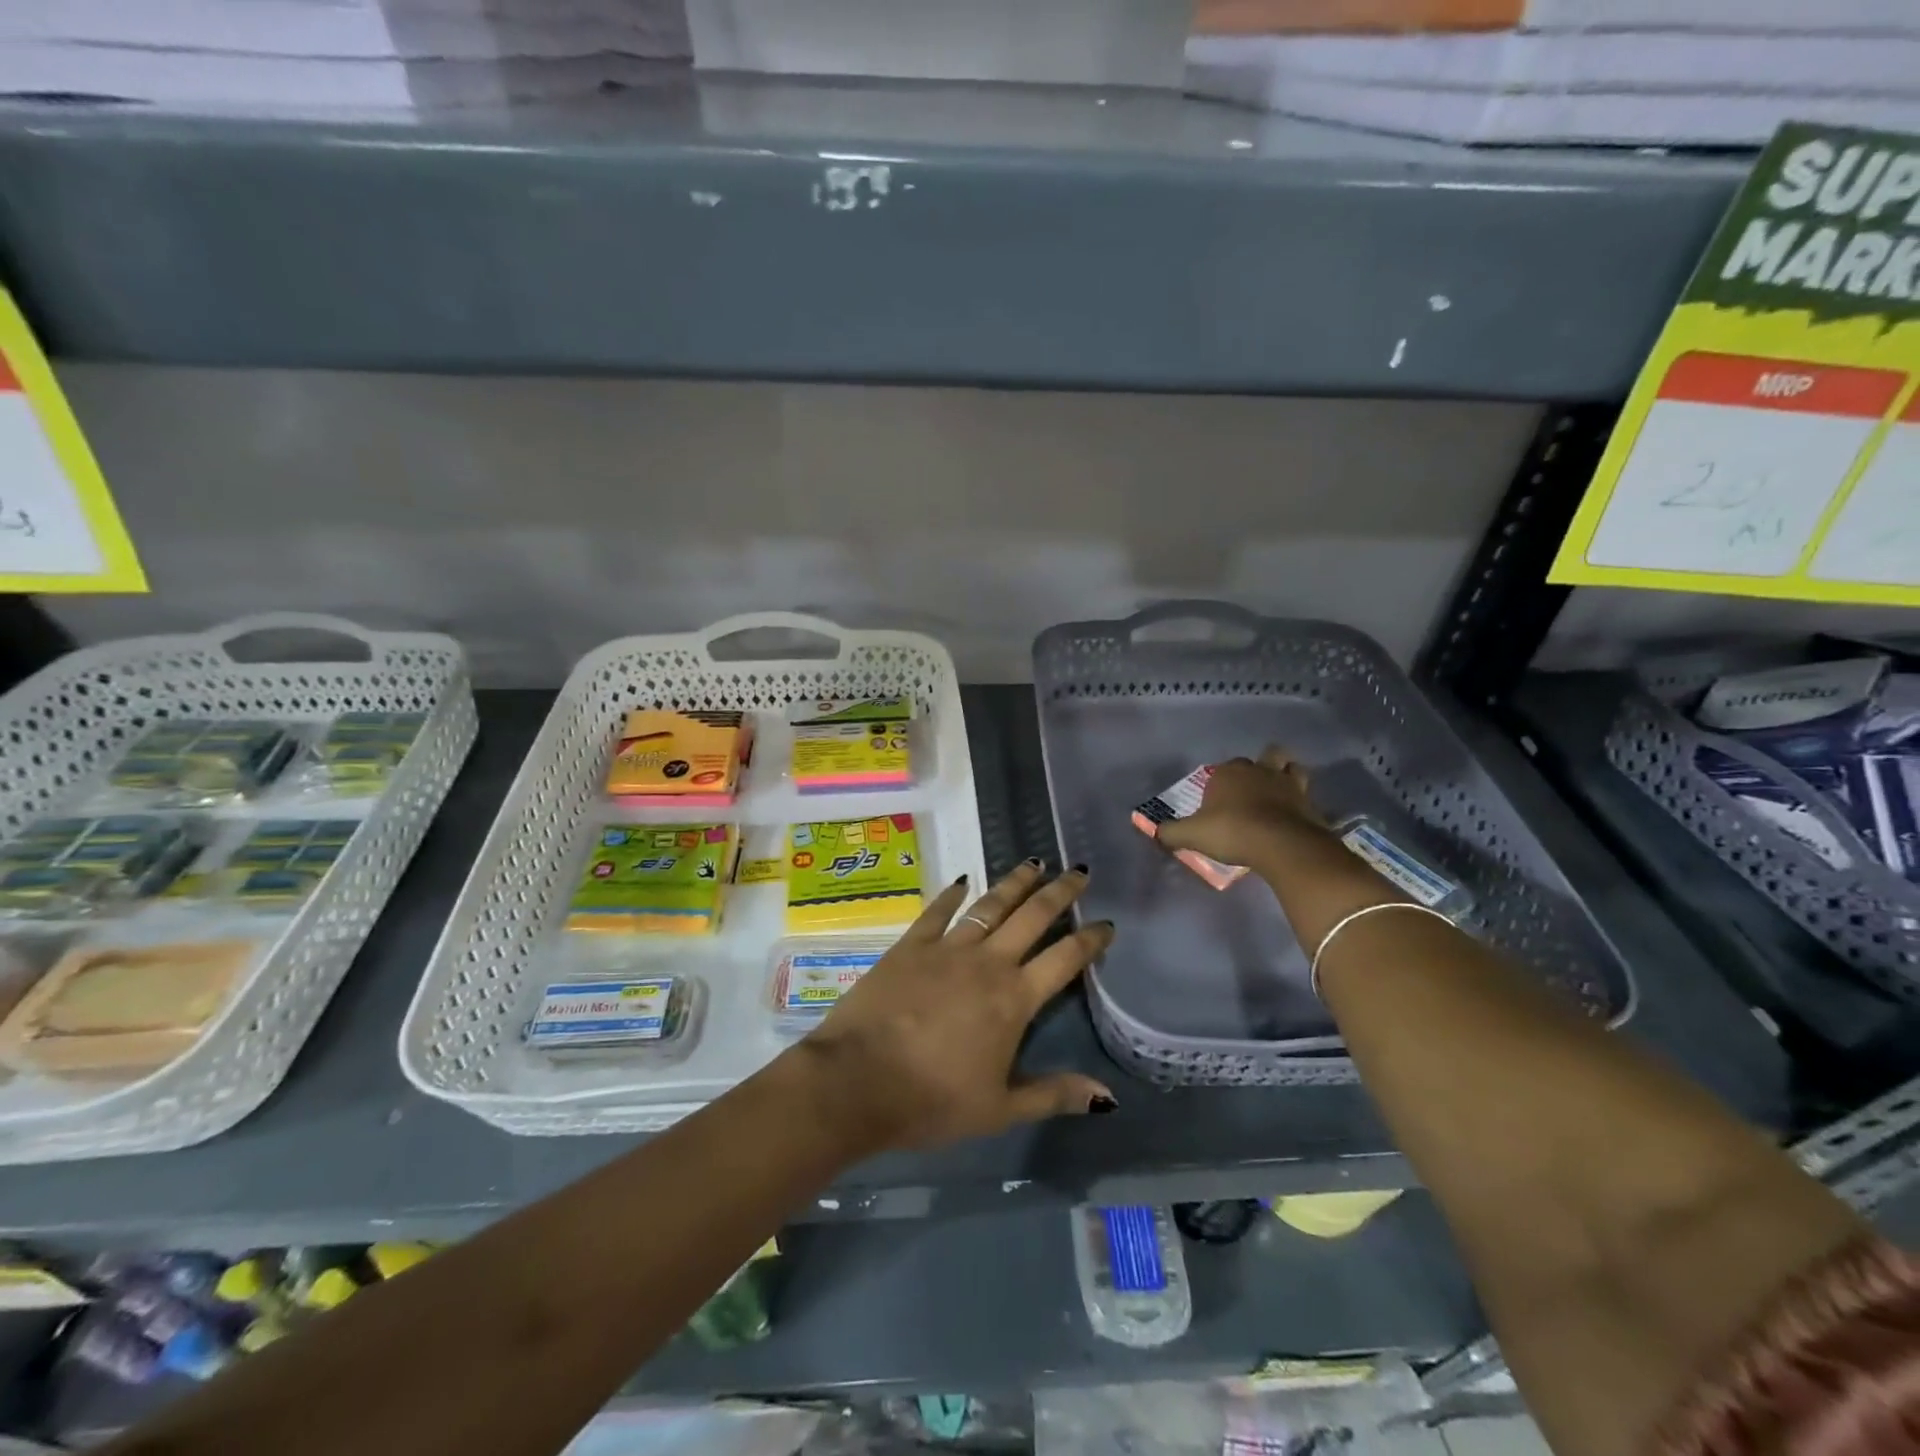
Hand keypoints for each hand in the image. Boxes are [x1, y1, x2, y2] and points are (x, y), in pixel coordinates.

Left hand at [795, 862, 1115, 1151]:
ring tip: (1035, 863)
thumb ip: (1053, 1094)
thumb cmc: (932, 1101)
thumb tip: (1107, 1095)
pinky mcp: (910, 945)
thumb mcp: (999, 1109)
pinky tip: (962, 880)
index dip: (1090, 939)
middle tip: (1079, 872)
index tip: (1106, 924)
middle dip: (1060, 893)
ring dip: (1015, 882)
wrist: (858, 1080)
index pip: (1064, 959)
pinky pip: (937, 912)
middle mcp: (987, 962)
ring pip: (990, 904)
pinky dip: (952, 894)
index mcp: (1014, 999)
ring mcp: (947, 948)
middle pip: (1033, 917)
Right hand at [1156, 747, 1331, 871]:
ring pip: (1291, 767)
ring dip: (1286, 775)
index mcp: (1229, 772)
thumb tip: (1155, 833)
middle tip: (1252, 790)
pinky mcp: (1310, 803)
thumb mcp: (1191, 835)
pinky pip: (1306, 795)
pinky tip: (1293, 817)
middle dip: (1259, 767)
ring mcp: (1289, 784)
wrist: (1281, 844)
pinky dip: (1300, 803)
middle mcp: (1260, 770)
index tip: (1217, 802)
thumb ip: (1170, 833)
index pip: (1223, 768)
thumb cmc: (1231, 831)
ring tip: (1279, 793)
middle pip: (1265, 756)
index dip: (1221, 782)